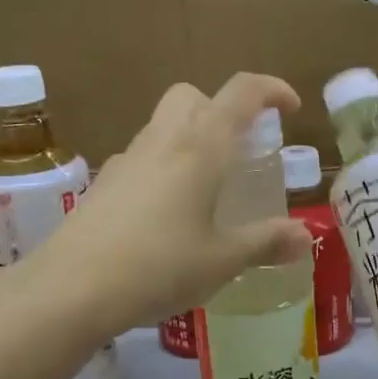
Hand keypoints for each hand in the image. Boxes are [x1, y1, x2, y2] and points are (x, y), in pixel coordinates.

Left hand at [42, 74, 313, 336]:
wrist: (71, 288)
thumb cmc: (159, 267)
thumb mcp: (222, 260)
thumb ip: (265, 243)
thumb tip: (305, 237)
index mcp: (201, 148)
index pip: (241, 93)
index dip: (271, 90)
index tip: (291, 109)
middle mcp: (163, 141)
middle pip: (192, 96)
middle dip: (221, 109)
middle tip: (240, 149)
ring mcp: (126, 160)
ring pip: (163, 125)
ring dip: (191, 139)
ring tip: (208, 189)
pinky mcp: (103, 184)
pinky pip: (142, 158)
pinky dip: (163, 168)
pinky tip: (167, 215)